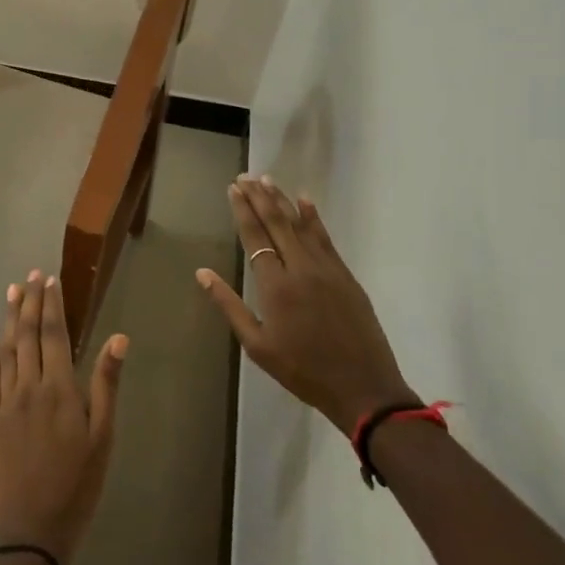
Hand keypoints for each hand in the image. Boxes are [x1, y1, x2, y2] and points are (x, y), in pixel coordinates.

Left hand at [0, 271, 126, 564]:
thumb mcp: (103, 439)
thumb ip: (107, 385)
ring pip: (7, 349)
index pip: (55, 335)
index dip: (52, 305)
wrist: (30, 531)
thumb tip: (119, 338)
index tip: (50, 279)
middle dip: (30, 302)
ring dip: (9, 317)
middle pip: (29, 335)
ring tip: (12, 290)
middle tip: (31, 275)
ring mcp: (6, 401)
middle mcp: (30, 387)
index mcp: (61, 389)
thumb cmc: (77, 486)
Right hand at [197, 176, 415, 437]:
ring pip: (300, 225)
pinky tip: (305, 201)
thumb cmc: (302, 370)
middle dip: (259, 197)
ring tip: (267, 180)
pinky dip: (313, 217)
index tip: (233, 188)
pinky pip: (325, 238)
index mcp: (275, 286)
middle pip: (277, 223)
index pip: (255, 236)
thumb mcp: (257, 345)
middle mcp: (300, 268)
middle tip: (245, 176)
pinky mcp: (345, 275)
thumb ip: (229, 305)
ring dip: (282, 200)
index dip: (243, 210)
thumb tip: (201, 273)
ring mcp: (326, 269)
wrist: (363, 387)